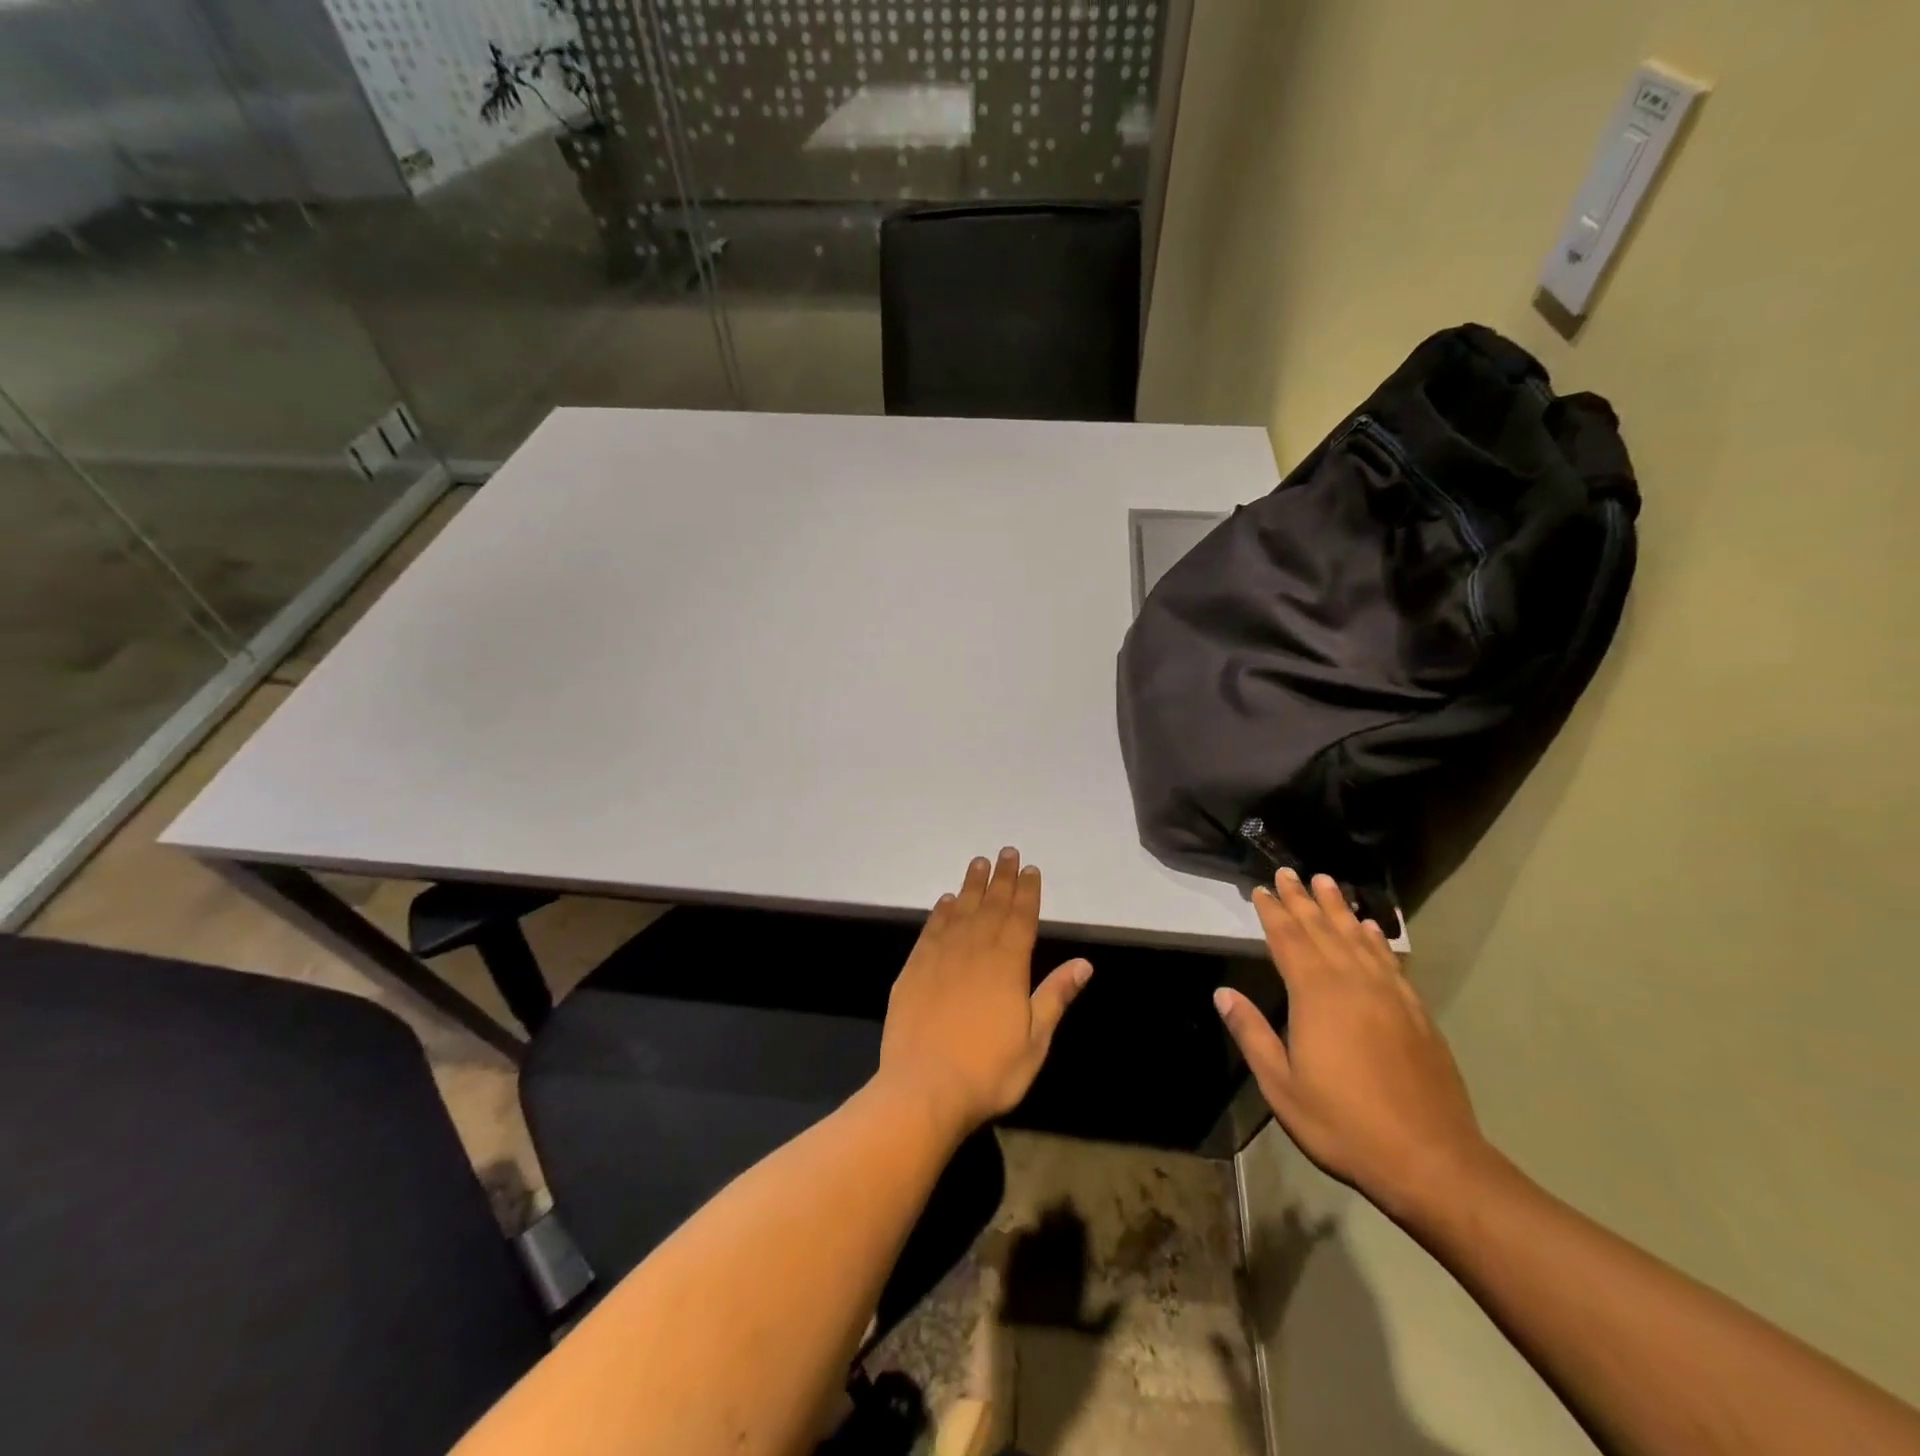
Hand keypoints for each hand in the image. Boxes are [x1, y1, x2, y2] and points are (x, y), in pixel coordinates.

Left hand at [878, 848, 1092, 1139]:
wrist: (923, 1088)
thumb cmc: (988, 1071)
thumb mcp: (1035, 1041)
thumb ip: (1055, 996)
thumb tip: (1084, 963)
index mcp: (1008, 966)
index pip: (1021, 918)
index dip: (1027, 891)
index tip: (1030, 868)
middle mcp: (975, 951)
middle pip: (991, 905)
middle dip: (1001, 878)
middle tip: (1006, 851)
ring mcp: (941, 957)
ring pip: (960, 911)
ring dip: (971, 885)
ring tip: (978, 863)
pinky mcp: (914, 969)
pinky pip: (931, 930)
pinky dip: (940, 912)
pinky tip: (945, 901)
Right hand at [1213, 868, 1489, 1218]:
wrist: (1430, 1159)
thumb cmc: (1343, 1122)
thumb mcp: (1281, 1085)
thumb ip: (1252, 1034)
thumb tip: (1223, 994)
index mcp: (1315, 996)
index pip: (1288, 940)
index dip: (1273, 913)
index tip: (1262, 890)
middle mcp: (1352, 983)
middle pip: (1322, 930)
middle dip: (1302, 900)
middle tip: (1289, 873)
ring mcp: (1388, 995)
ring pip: (1358, 938)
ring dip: (1339, 909)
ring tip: (1327, 882)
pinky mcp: (1415, 1013)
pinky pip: (1390, 962)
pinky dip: (1377, 940)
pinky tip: (1371, 929)